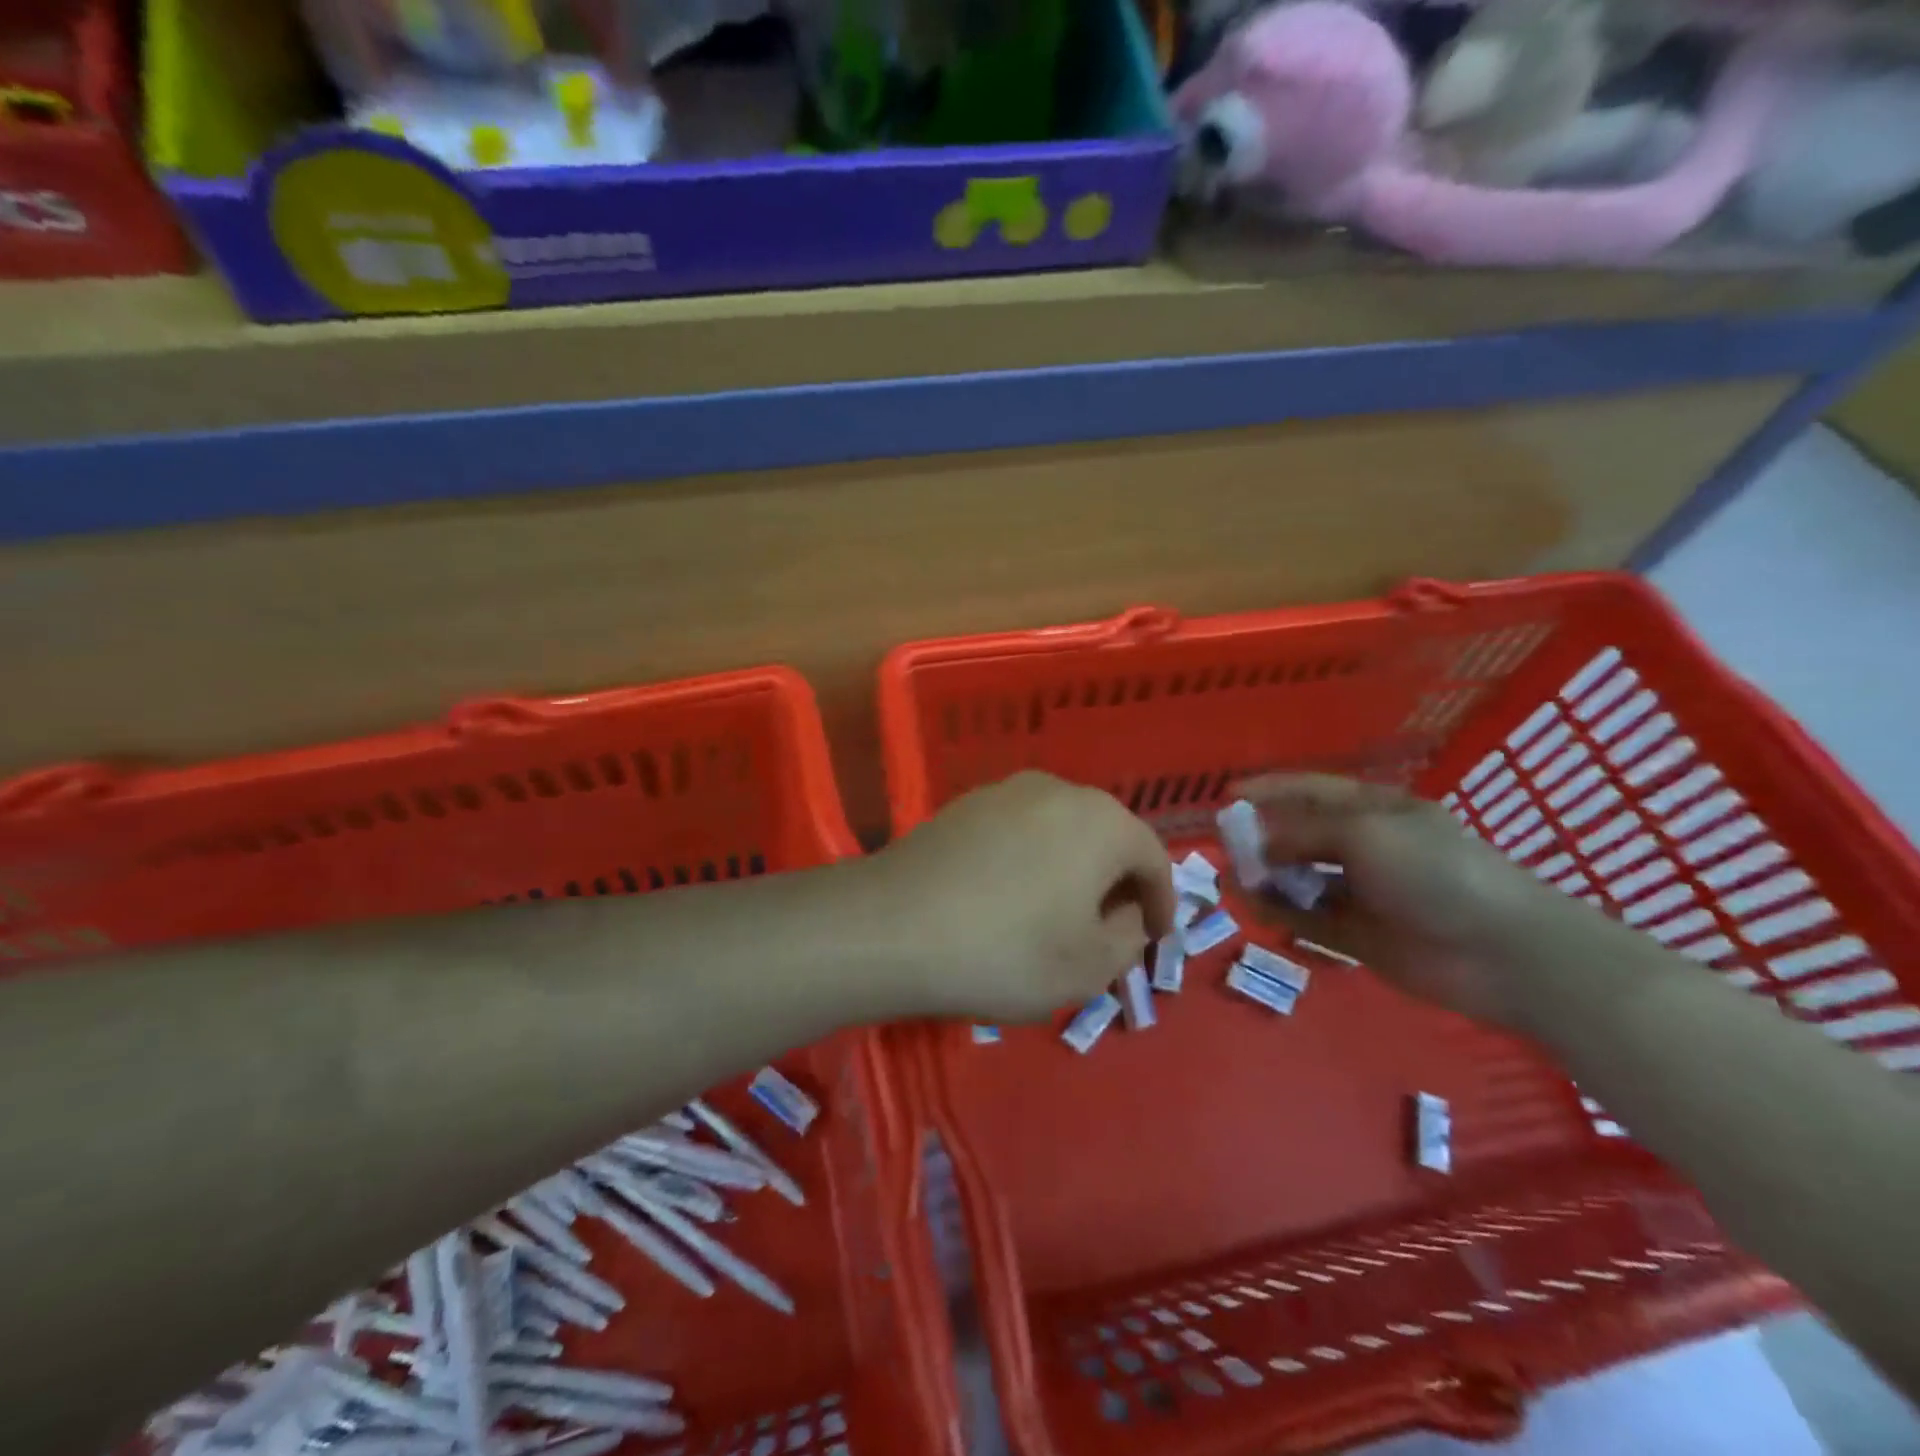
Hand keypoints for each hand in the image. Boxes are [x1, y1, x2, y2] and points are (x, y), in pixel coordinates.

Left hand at [866, 772, 1173, 1021]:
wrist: (892, 926)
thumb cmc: (1006, 951)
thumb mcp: (1089, 967)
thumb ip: (1129, 937)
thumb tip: (1126, 913)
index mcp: (1101, 821)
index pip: (1153, 858)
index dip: (1162, 902)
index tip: (1156, 938)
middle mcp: (1058, 790)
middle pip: (1106, 836)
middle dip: (1116, 883)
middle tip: (1110, 929)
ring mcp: (1005, 791)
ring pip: (1060, 830)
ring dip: (1071, 869)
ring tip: (1058, 914)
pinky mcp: (963, 805)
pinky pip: (1018, 831)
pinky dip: (1030, 861)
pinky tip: (1009, 897)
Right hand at [1236, 773, 1579, 1030]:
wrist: (1503, 952)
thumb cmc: (1435, 871)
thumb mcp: (1365, 833)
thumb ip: (1305, 833)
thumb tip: (1262, 844)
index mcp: (1375, 811)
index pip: (1313, 790)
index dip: (1271, 789)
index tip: (1228, 793)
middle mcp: (1366, 848)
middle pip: (1302, 835)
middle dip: (1263, 836)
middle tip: (1222, 844)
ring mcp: (1362, 893)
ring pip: (1300, 878)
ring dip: (1266, 876)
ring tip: (1230, 878)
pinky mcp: (1358, 936)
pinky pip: (1307, 918)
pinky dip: (1279, 911)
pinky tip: (1252, 906)